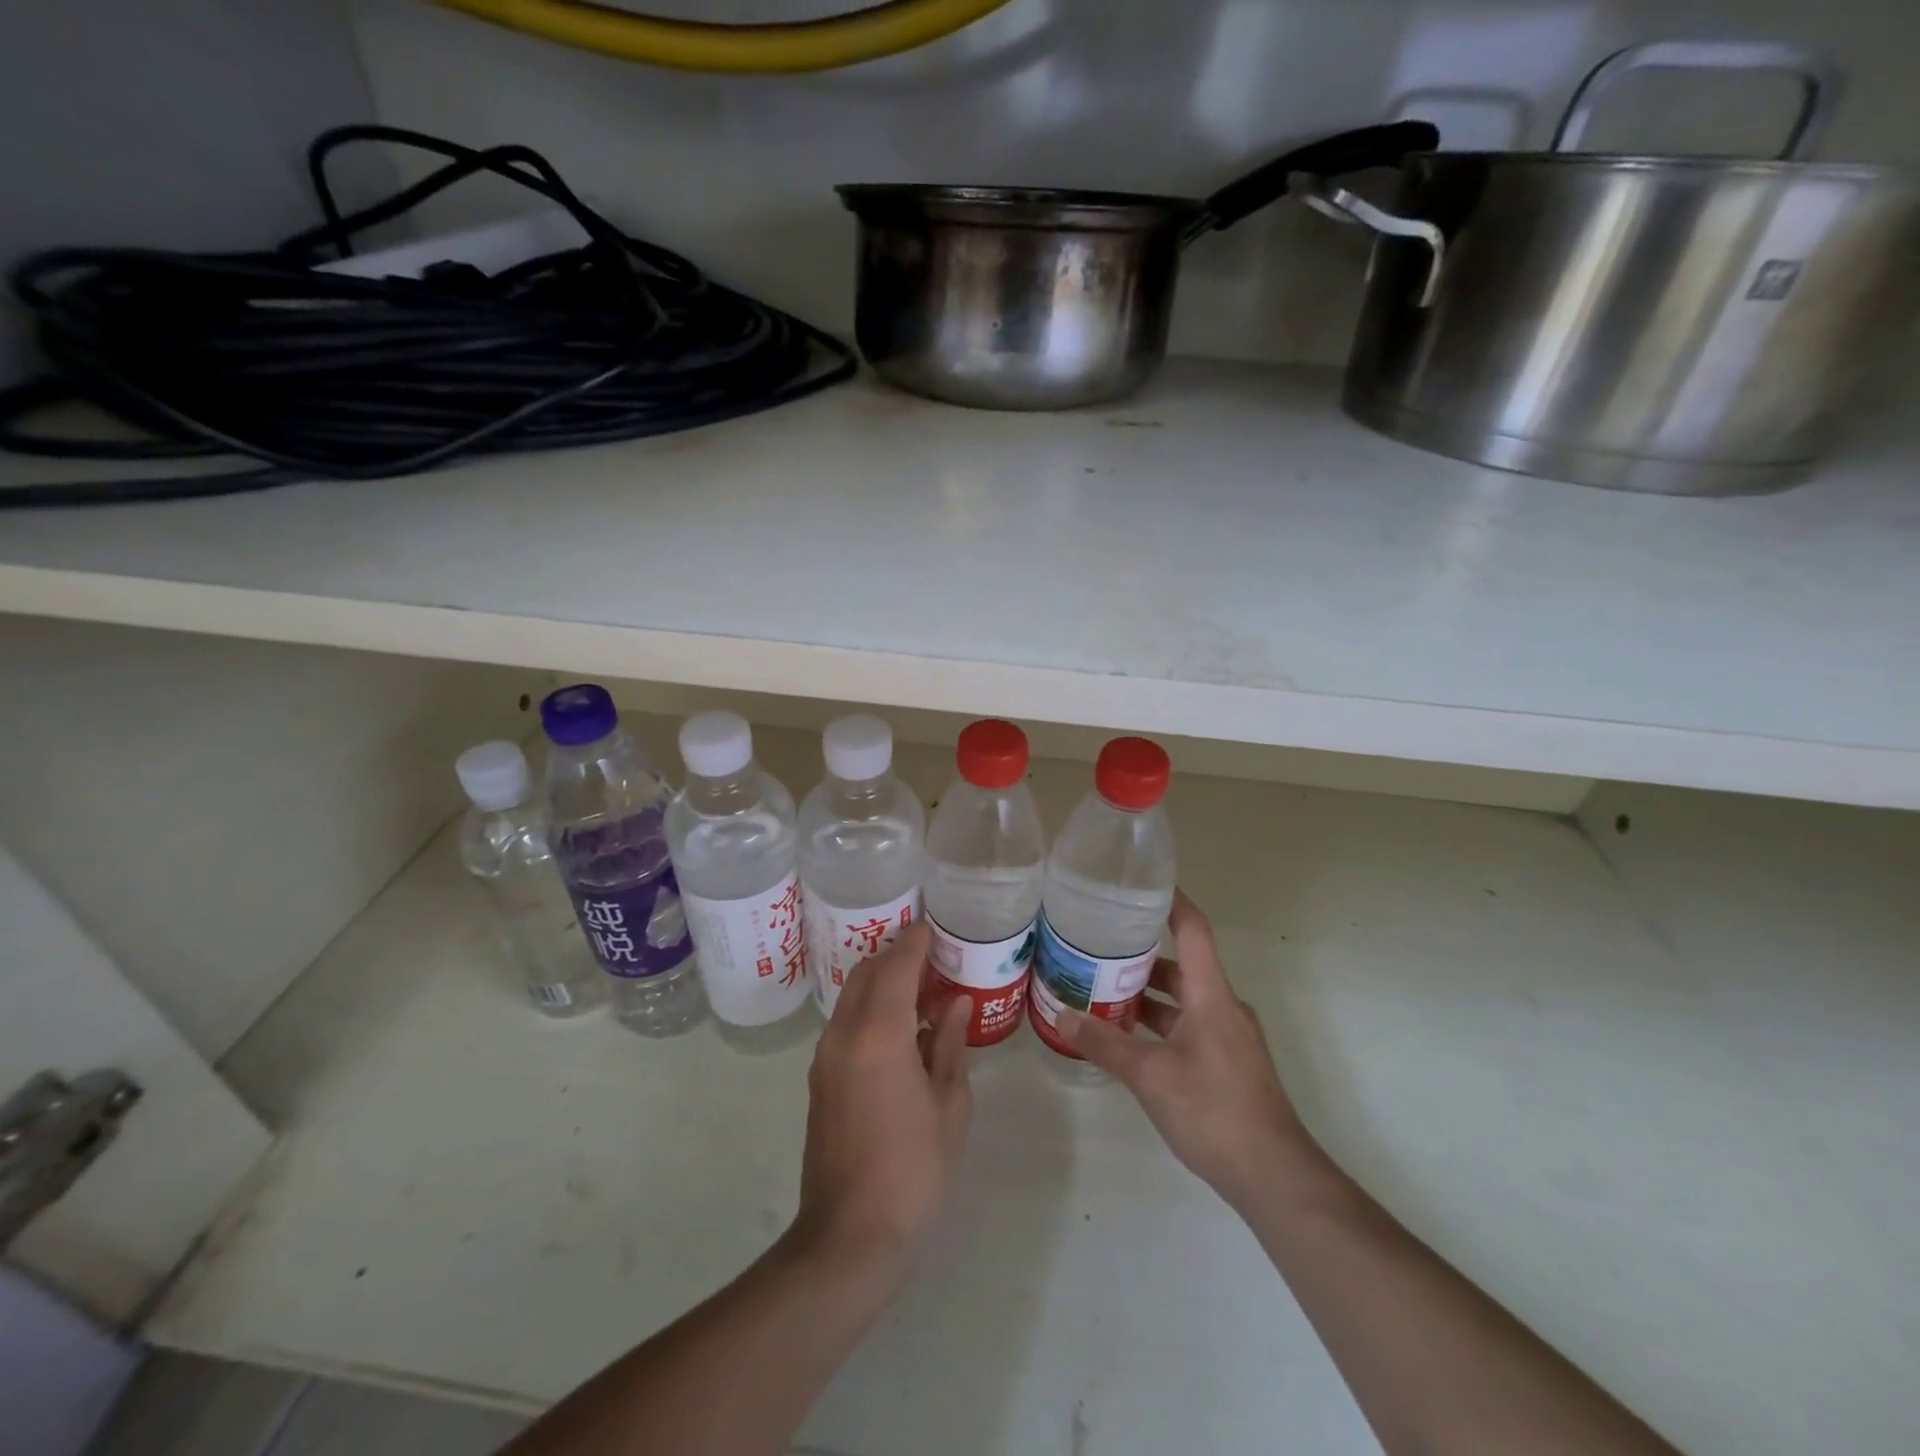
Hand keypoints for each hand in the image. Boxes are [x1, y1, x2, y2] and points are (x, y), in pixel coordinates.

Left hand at [788, 920, 971, 1271]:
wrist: (849, 1237)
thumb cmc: (914, 1169)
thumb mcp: (949, 1105)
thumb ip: (951, 1045)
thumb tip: (956, 1004)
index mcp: (879, 1035)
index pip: (895, 967)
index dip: (915, 942)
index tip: (934, 927)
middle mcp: (844, 1034)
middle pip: (865, 974)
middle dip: (896, 956)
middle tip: (932, 955)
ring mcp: (825, 1057)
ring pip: (852, 997)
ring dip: (882, 982)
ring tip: (922, 989)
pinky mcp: (820, 1080)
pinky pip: (846, 1023)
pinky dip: (871, 1008)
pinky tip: (901, 1027)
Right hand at [1059, 890, 1313, 1208]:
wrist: (1274, 1176)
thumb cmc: (1213, 1111)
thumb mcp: (1150, 1075)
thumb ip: (1105, 1043)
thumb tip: (1063, 1015)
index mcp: (1212, 995)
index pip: (1193, 930)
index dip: (1171, 901)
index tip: (1142, 884)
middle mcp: (1223, 1006)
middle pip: (1181, 965)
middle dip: (1140, 956)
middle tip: (1098, 947)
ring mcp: (1229, 1037)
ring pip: (1183, 1000)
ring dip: (1148, 995)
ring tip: (1102, 991)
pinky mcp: (1228, 1063)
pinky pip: (1189, 1026)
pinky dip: (1159, 1023)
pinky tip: (1129, 1039)